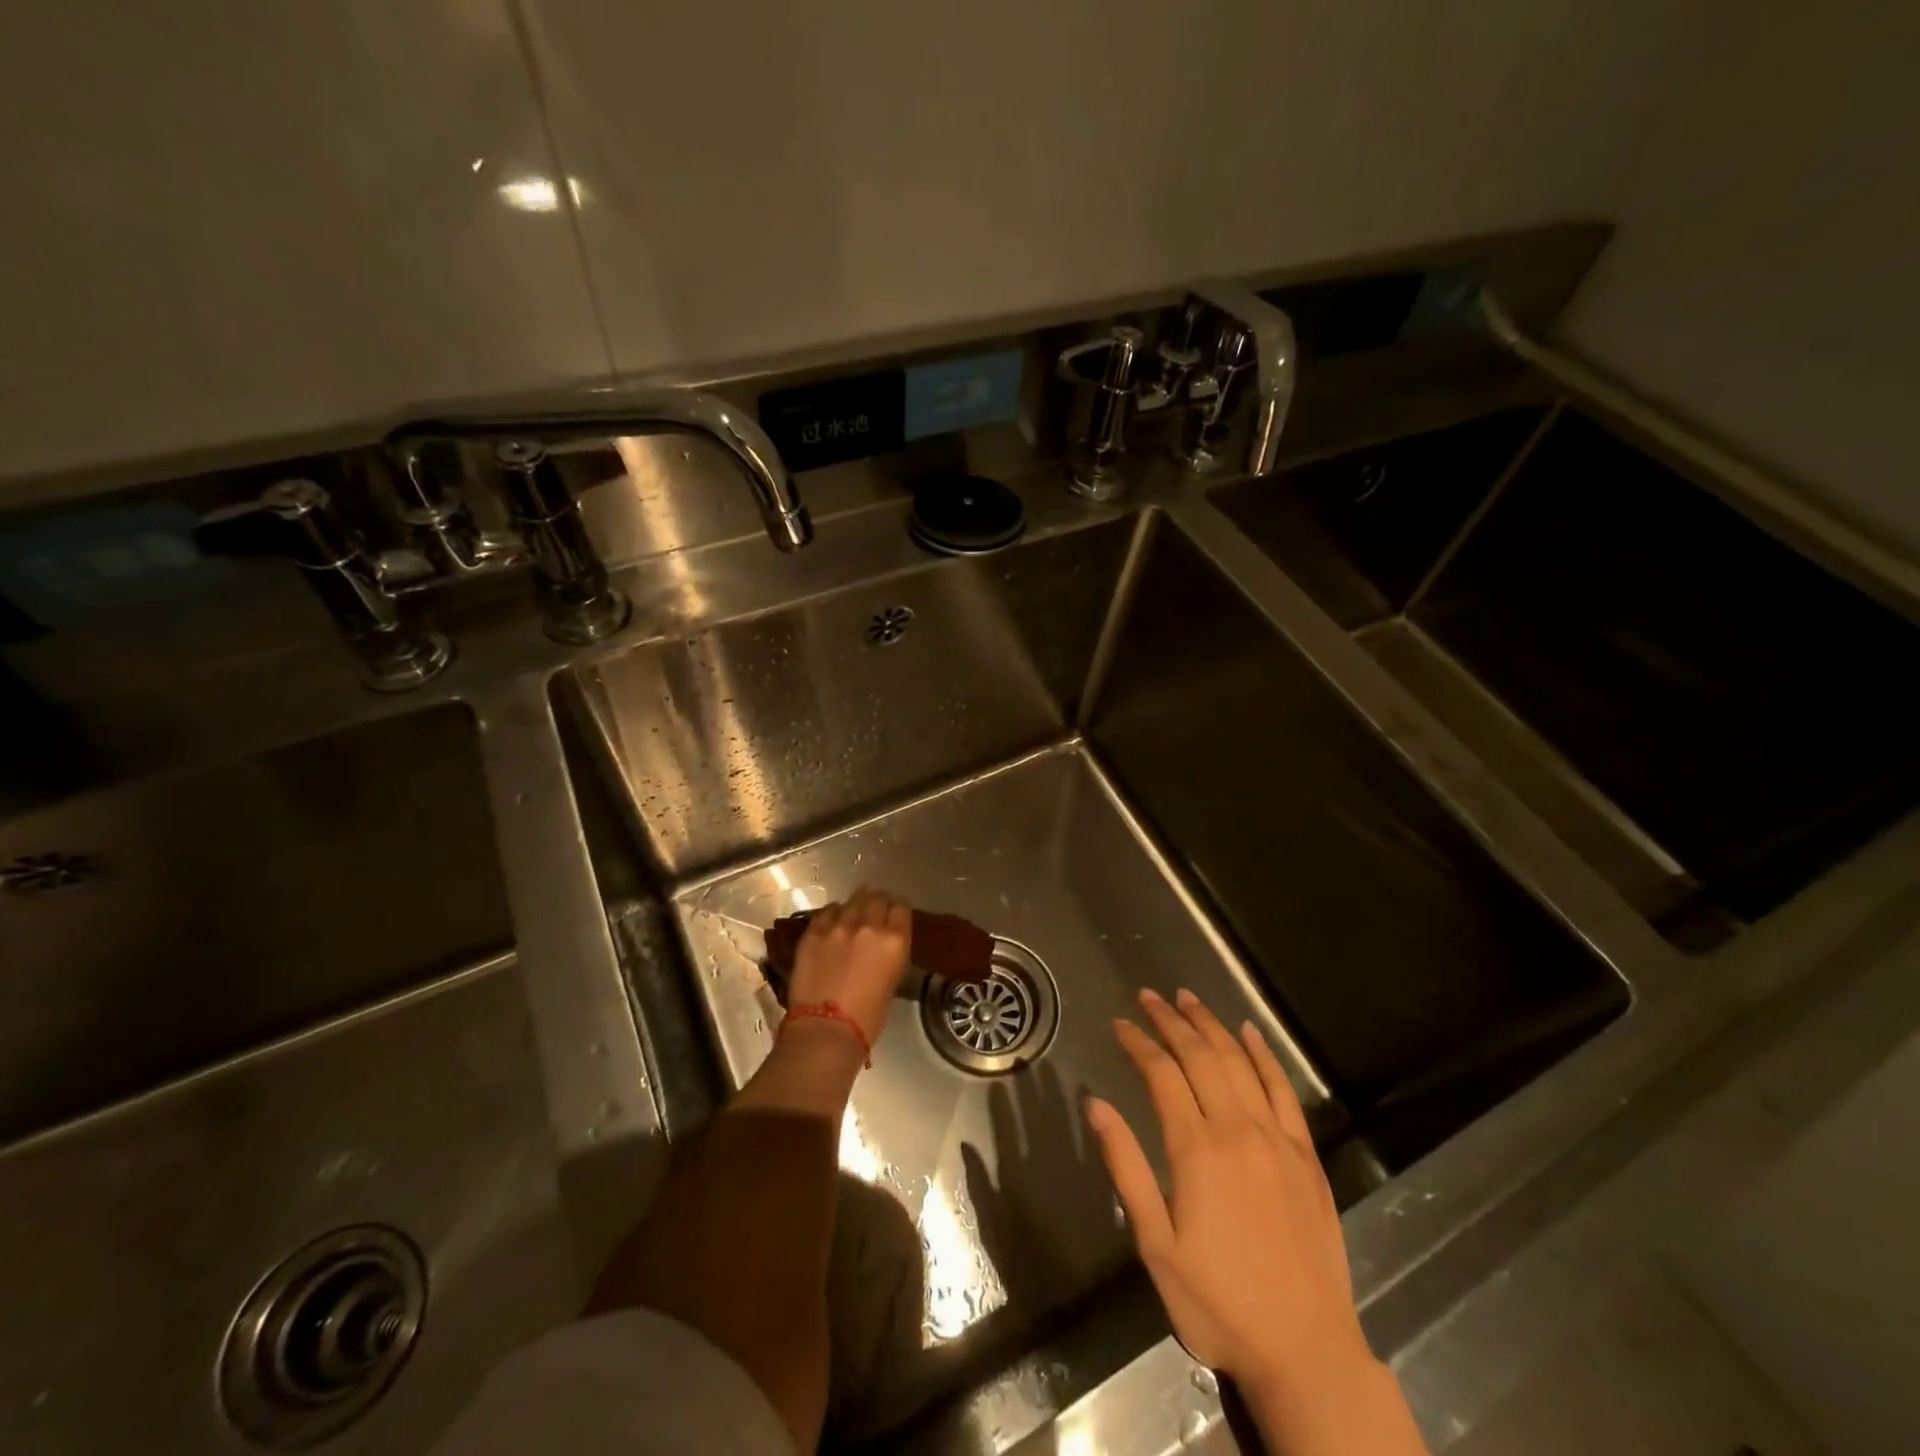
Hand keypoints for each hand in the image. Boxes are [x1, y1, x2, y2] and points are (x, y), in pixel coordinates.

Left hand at [787, 888, 912, 1045]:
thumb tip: (881, 948)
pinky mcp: (813, 932)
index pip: (901, 907)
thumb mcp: (891, 982)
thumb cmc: (867, 1019)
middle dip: (877, 903)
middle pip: (876, 898)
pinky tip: (831, 925)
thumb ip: (888, 955)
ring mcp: (838, 926)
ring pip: (851, 901)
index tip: (894, 915)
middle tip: (874, 912)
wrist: (825, 1031)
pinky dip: (832, 916)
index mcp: (894, 940)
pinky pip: (827, 912)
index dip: (897, 910)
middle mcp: (868, 925)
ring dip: (855, 907)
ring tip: (851, 917)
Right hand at [1084, 988, 1374, 1403]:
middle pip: (1200, 1056)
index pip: (1161, 1074)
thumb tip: (1095, 1105)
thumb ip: (1126, 1167)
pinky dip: (1264, 1055)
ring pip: (1239, 1061)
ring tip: (1188, 999)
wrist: (1307, 1350)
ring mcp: (1277, 1138)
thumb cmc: (1218, 1302)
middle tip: (1148, 995)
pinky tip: (1250, 1033)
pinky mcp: (1305, 1154)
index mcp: (1196, 1149)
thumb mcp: (1156, 1244)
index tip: (1120, 1023)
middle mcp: (1237, 1129)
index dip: (1138, 1043)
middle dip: (1170, 1020)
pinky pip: (1283, 1090)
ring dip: (1211, 1025)